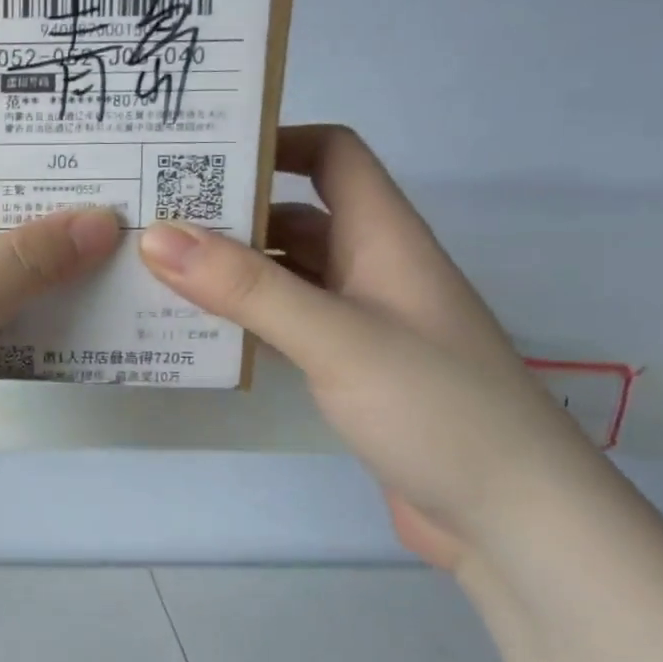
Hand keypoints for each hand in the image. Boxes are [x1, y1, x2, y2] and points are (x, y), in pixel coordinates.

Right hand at [139, 125, 602, 570]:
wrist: (511, 521)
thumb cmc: (437, 409)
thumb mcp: (336, 338)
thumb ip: (247, 288)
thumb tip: (158, 236)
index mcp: (384, 237)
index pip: (332, 156)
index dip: (276, 141)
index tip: (204, 151)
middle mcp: (371, 267)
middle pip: (295, 214)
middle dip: (230, 209)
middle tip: (151, 214)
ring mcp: (360, 320)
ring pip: (285, 273)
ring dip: (229, 269)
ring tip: (154, 270)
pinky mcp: (348, 367)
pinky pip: (284, 322)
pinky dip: (243, 317)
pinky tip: (196, 330)